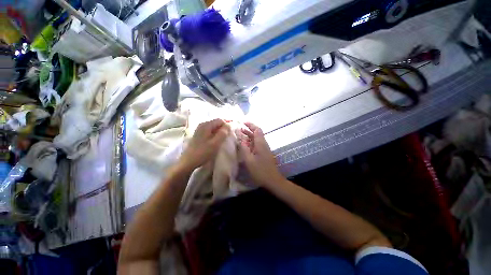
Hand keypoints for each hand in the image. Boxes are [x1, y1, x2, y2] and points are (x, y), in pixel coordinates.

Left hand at [179, 119, 230, 170]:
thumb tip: (229, 125)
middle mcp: (202, 125)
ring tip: (224, 139)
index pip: (220, 120)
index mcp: (206, 125)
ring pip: (213, 127)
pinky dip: (215, 134)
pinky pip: (210, 131)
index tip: (231, 133)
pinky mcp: (199, 135)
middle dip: (223, 128)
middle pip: (216, 123)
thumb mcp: (215, 143)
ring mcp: (200, 130)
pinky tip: (217, 141)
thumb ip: (223, 133)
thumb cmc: (203, 152)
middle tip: (228, 136)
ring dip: (220, 132)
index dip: (227, 125)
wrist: (188, 162)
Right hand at [238, 122, 283, 187]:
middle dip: (248, 130)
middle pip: (257, 133)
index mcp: (261, 143)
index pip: (257, 129)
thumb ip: (244, 148)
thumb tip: (240, 138)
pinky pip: (257, 145)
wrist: (272, 180)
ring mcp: (264, 149)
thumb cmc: (260, 170)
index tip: (243, 122)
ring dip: (249, 136)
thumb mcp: (249, 160)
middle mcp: (264, 144)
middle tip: (239, 129)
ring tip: (240, 136)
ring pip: (256, 139)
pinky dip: (250, 142)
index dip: (250, 125)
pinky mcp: (264, 153)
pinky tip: (245, 146)